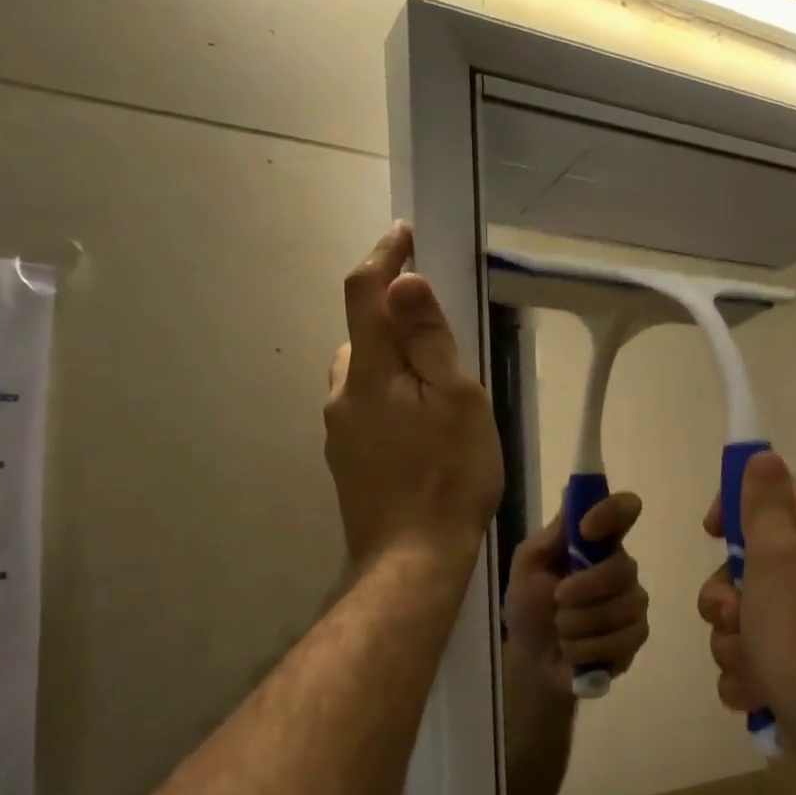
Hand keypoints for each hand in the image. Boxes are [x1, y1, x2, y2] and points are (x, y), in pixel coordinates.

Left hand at [324, 223, 502, 570]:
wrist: (412, 559)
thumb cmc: (449, 476)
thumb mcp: (457, 401)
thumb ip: (428, 340)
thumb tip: (404, 280)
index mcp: (369, 372)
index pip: (365, 294)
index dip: (383, 257)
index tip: (404, 235)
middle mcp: (342, 394)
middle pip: (363, 336)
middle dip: (393, 318)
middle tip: (441, 334)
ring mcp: (339, 432)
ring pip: (364, 376)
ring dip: (392, 364)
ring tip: (436, 390)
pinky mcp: (346, 461)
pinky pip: (366, 410)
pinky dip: (389, 399)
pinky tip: (419, 432)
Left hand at [505, 492, 649, 692]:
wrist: (531, 659)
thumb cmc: (529, 605)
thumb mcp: (529, 565)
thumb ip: (554, 534)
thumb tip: (572, 490)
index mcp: (598, 542)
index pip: (625, 510)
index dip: (611, 512)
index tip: (585, 530)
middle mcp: (622, 567)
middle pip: (623, 568)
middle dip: (583, 589)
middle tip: (557, 600)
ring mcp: (633, 602)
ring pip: (621, 607)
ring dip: (579, 623)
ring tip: (561, 630)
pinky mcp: (636, 636)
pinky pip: (621, 639)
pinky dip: (587, 648)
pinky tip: (573, 650)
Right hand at [697, 452, 795, 790]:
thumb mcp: (778, 555)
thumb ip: (765, 504)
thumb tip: (764, 455)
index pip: (773, 495)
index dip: (736, 505)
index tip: (713, 530)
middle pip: (742, 566)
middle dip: (724, 596)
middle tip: (737, 613)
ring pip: (735, 618)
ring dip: (732, 643)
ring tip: (755, 663)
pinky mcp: (788, 670)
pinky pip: (744, 659)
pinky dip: (745, 676)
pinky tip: (760, 691)